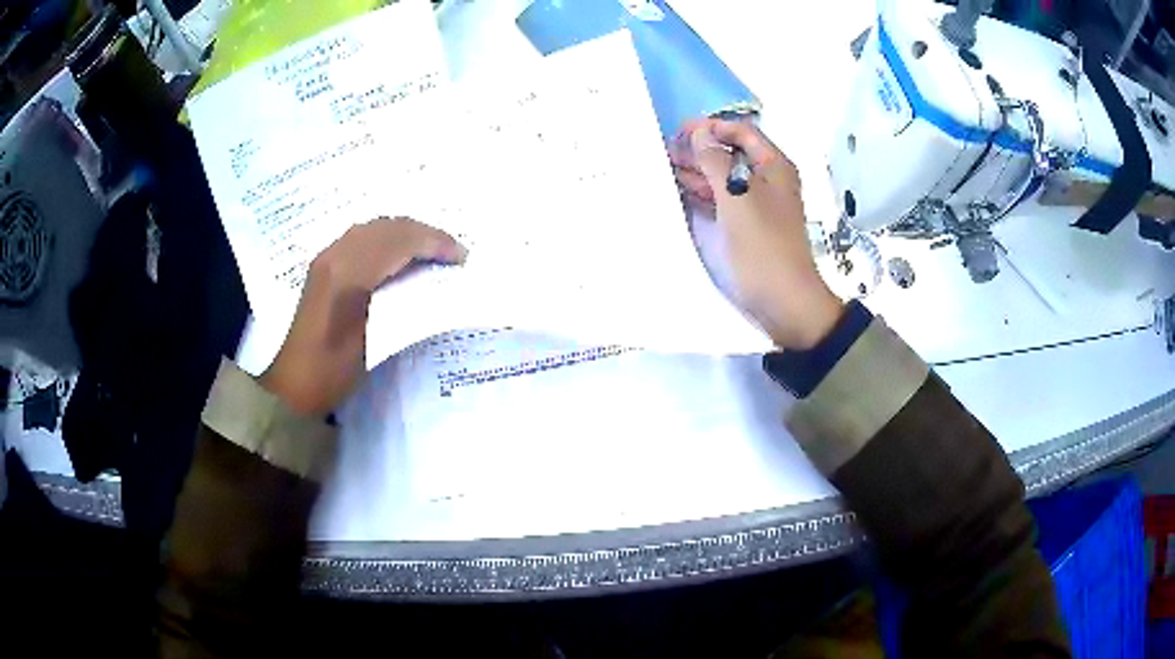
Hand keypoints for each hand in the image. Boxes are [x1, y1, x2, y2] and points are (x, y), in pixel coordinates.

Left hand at [259, 217, 466, 415]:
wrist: (291, 385)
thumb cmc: (332, 372)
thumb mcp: (373, 342)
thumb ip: (400, 303)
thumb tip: (433, 282)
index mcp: (348, 274)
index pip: (400, 240)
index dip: (435, 243)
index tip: (462, 257)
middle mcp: (336, 254)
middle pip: (389, 226)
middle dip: (426, 234)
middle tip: (454, 253)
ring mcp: (327, 256)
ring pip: (376, 227)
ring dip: (408, 233)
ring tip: (433, 252)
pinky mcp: (325, 264)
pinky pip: (363, 236)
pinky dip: (390, 238)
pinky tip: (401, 255)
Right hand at [670, 118, 843, 349]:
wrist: (783, 300)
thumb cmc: (763, 245)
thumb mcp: (737, 197)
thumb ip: (716, 161)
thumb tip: (700, 132)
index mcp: (773, 166)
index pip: (741, 132)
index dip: (712, 127)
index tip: (680, 133)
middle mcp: (765, 180)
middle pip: (730, 152)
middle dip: (699, 148)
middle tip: (665, 151)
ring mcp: (755, 204)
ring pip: (723, 176)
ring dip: (696, 170)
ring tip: (664, 167)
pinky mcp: (744, 225)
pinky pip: (721, 199)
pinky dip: (701, 192)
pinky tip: (679, 190)